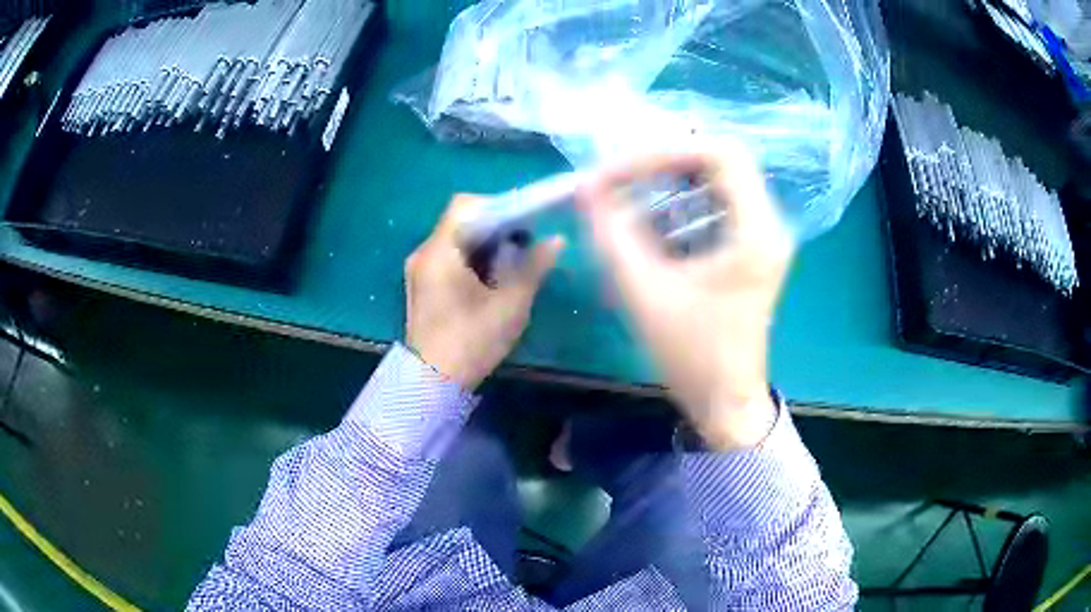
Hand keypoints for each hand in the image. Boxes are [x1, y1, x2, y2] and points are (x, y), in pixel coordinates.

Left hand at [405, 195, 563, 390]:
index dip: (498, 205)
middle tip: (523, 244)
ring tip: (511, 262)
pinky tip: (490, 279)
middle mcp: (424, 253)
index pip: (465, 205)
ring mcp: (419, 269)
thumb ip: (533, 267)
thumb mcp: (510, 305)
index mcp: (441, 252)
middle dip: (495, 226)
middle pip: (460, 221)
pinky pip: (448, 257)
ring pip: (455, 239)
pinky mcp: (421, 285)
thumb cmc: (472, 342)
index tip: (524, 222)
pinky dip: (471, 258)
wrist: (431, 384)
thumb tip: (556, 240)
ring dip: (484, 243)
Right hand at [578, 144, 793, 450]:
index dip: (665, 152)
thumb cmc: (692, 355)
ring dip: (669, 183)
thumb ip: (612, 234)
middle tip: (619, 180)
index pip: (720, 154)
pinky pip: (714, 206)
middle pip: (719, 162)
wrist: (725, 400)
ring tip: (626, 198)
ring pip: (716, 181)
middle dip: (664, 164)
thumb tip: (586, 189)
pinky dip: (678, 205)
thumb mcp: (644, 292)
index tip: (619, 172)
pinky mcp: (749, 249)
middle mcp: (767, 224)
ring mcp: (761, 235)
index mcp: (756, 232)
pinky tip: (648, 223)